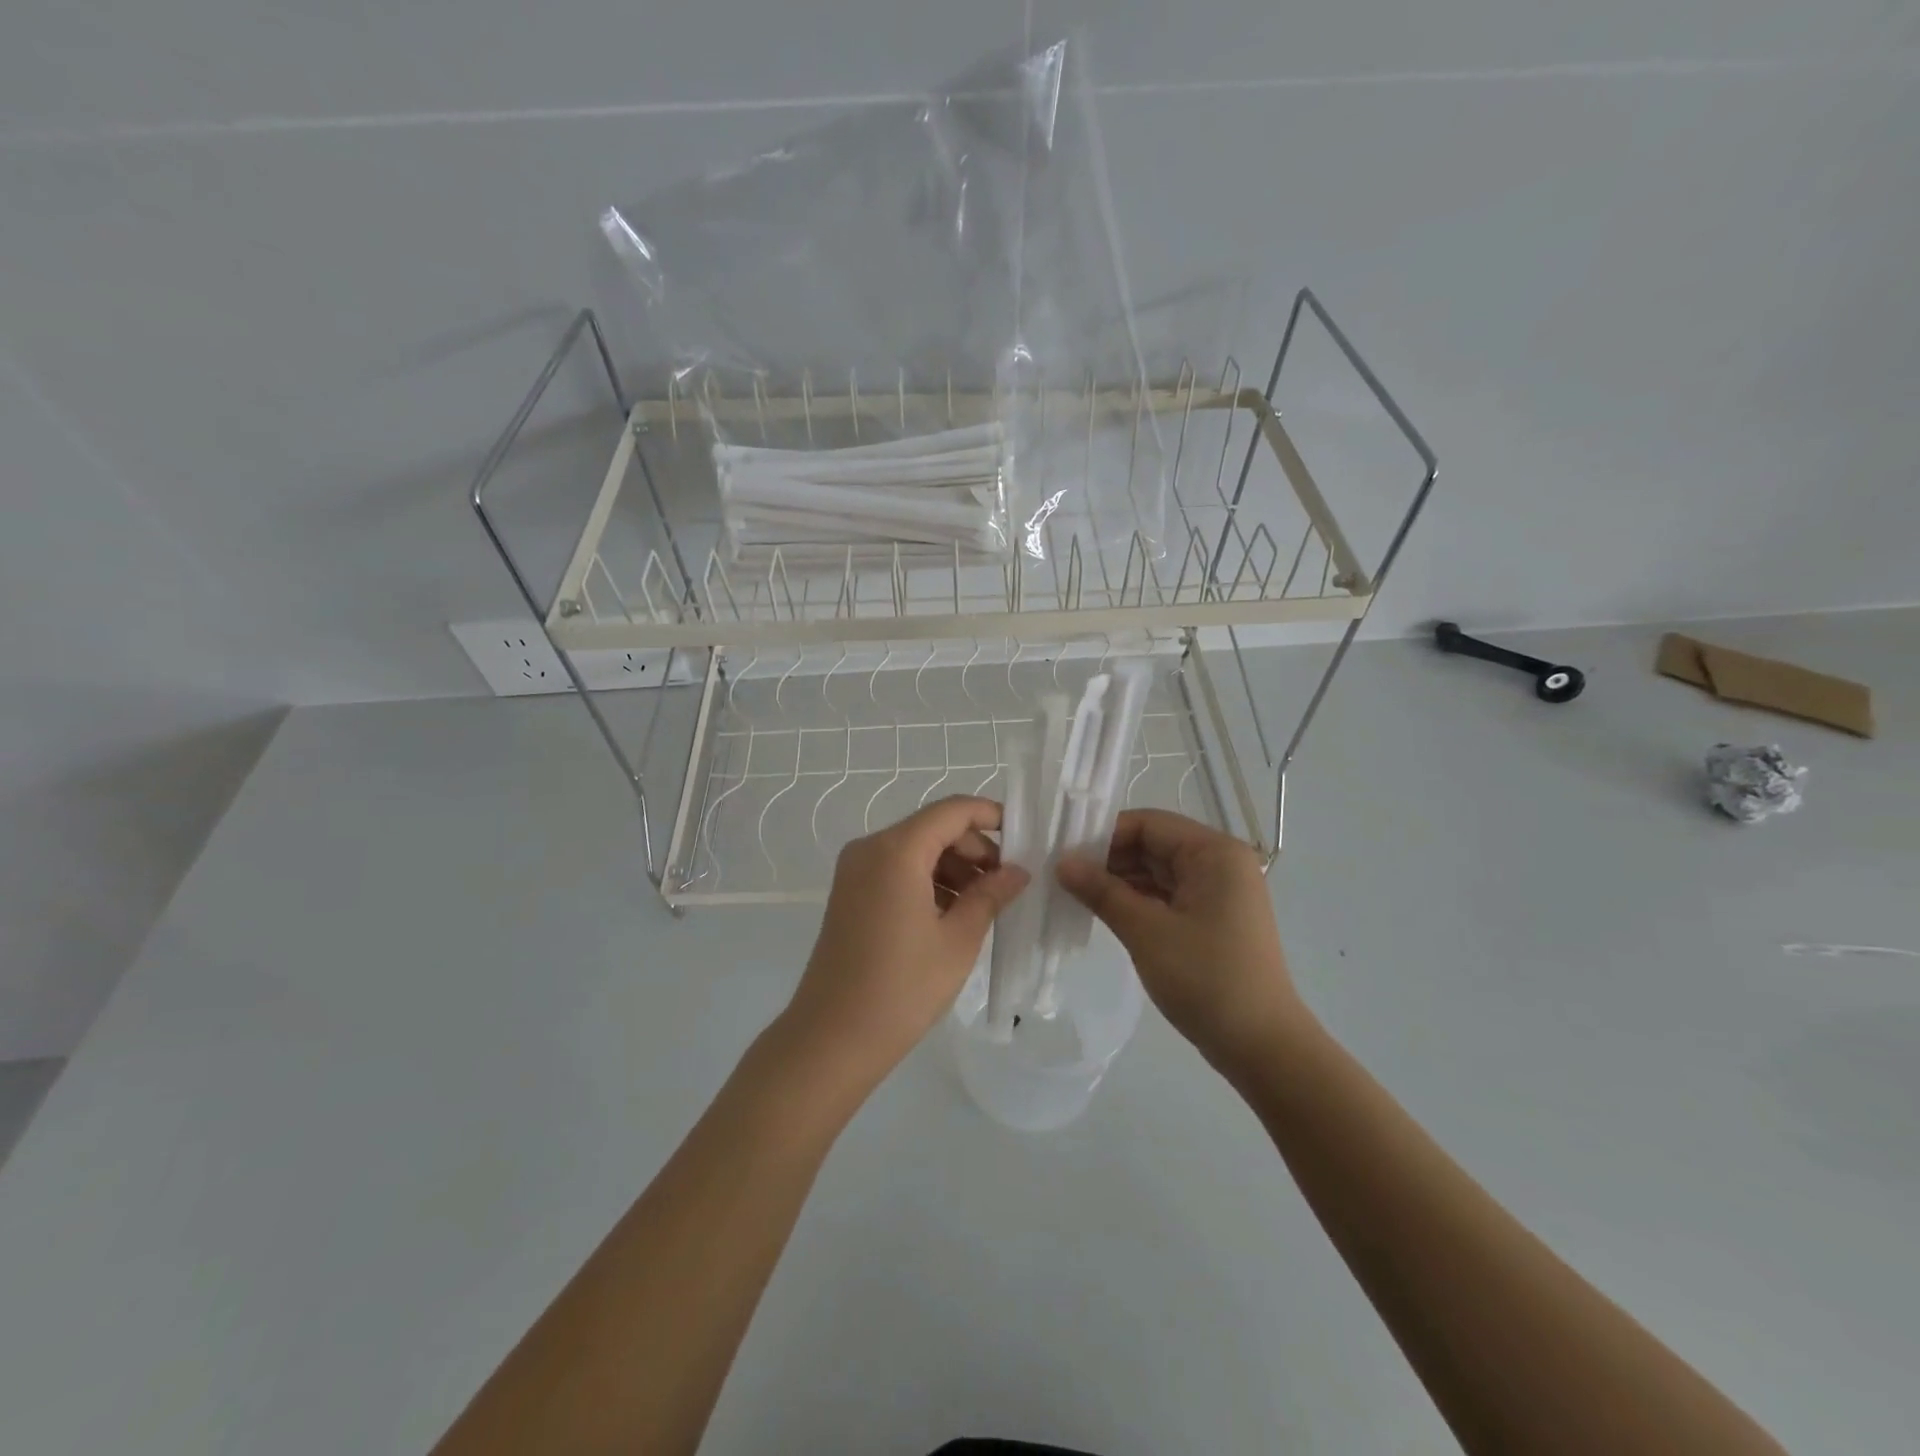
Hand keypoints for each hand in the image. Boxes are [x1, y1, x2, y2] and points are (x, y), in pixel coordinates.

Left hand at [780, 796, 1028, 1101]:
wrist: (833, 1038)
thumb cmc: (902, 987)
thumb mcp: (958, 939)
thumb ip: (990, 895)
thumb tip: (1017, 871)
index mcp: (896, 850)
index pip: (952, 811)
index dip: (990, 816)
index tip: (1024, 838)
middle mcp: (870, 848)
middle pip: (933, 828)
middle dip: (974, 848)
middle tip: (1007, 883)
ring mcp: (855, 871)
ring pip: (916, 849)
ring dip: (952, 867)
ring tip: (984, 904)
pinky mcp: (850, 893)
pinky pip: (897, 870)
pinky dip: (928, 881)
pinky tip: (952, 914)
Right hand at [1058, 808, 1306, 1080]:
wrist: (1262, 1047)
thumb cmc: (1206, 978)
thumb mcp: (1146, 931)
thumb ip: (1102, 891)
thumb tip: (1062, 863)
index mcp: (1214, 853)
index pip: (1149, 823)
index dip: (1104, 835)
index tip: (1065, 854)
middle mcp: (1221, 863)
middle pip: (1154, 844)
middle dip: (1110, 858)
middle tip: (1063, 875)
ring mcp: (1219, 893)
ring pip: (1158, 872)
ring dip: (1120, 881)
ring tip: (1075, 894)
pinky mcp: (1213, 920)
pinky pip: (1168, 896)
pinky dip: (1137, 901)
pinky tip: (1105, 912)